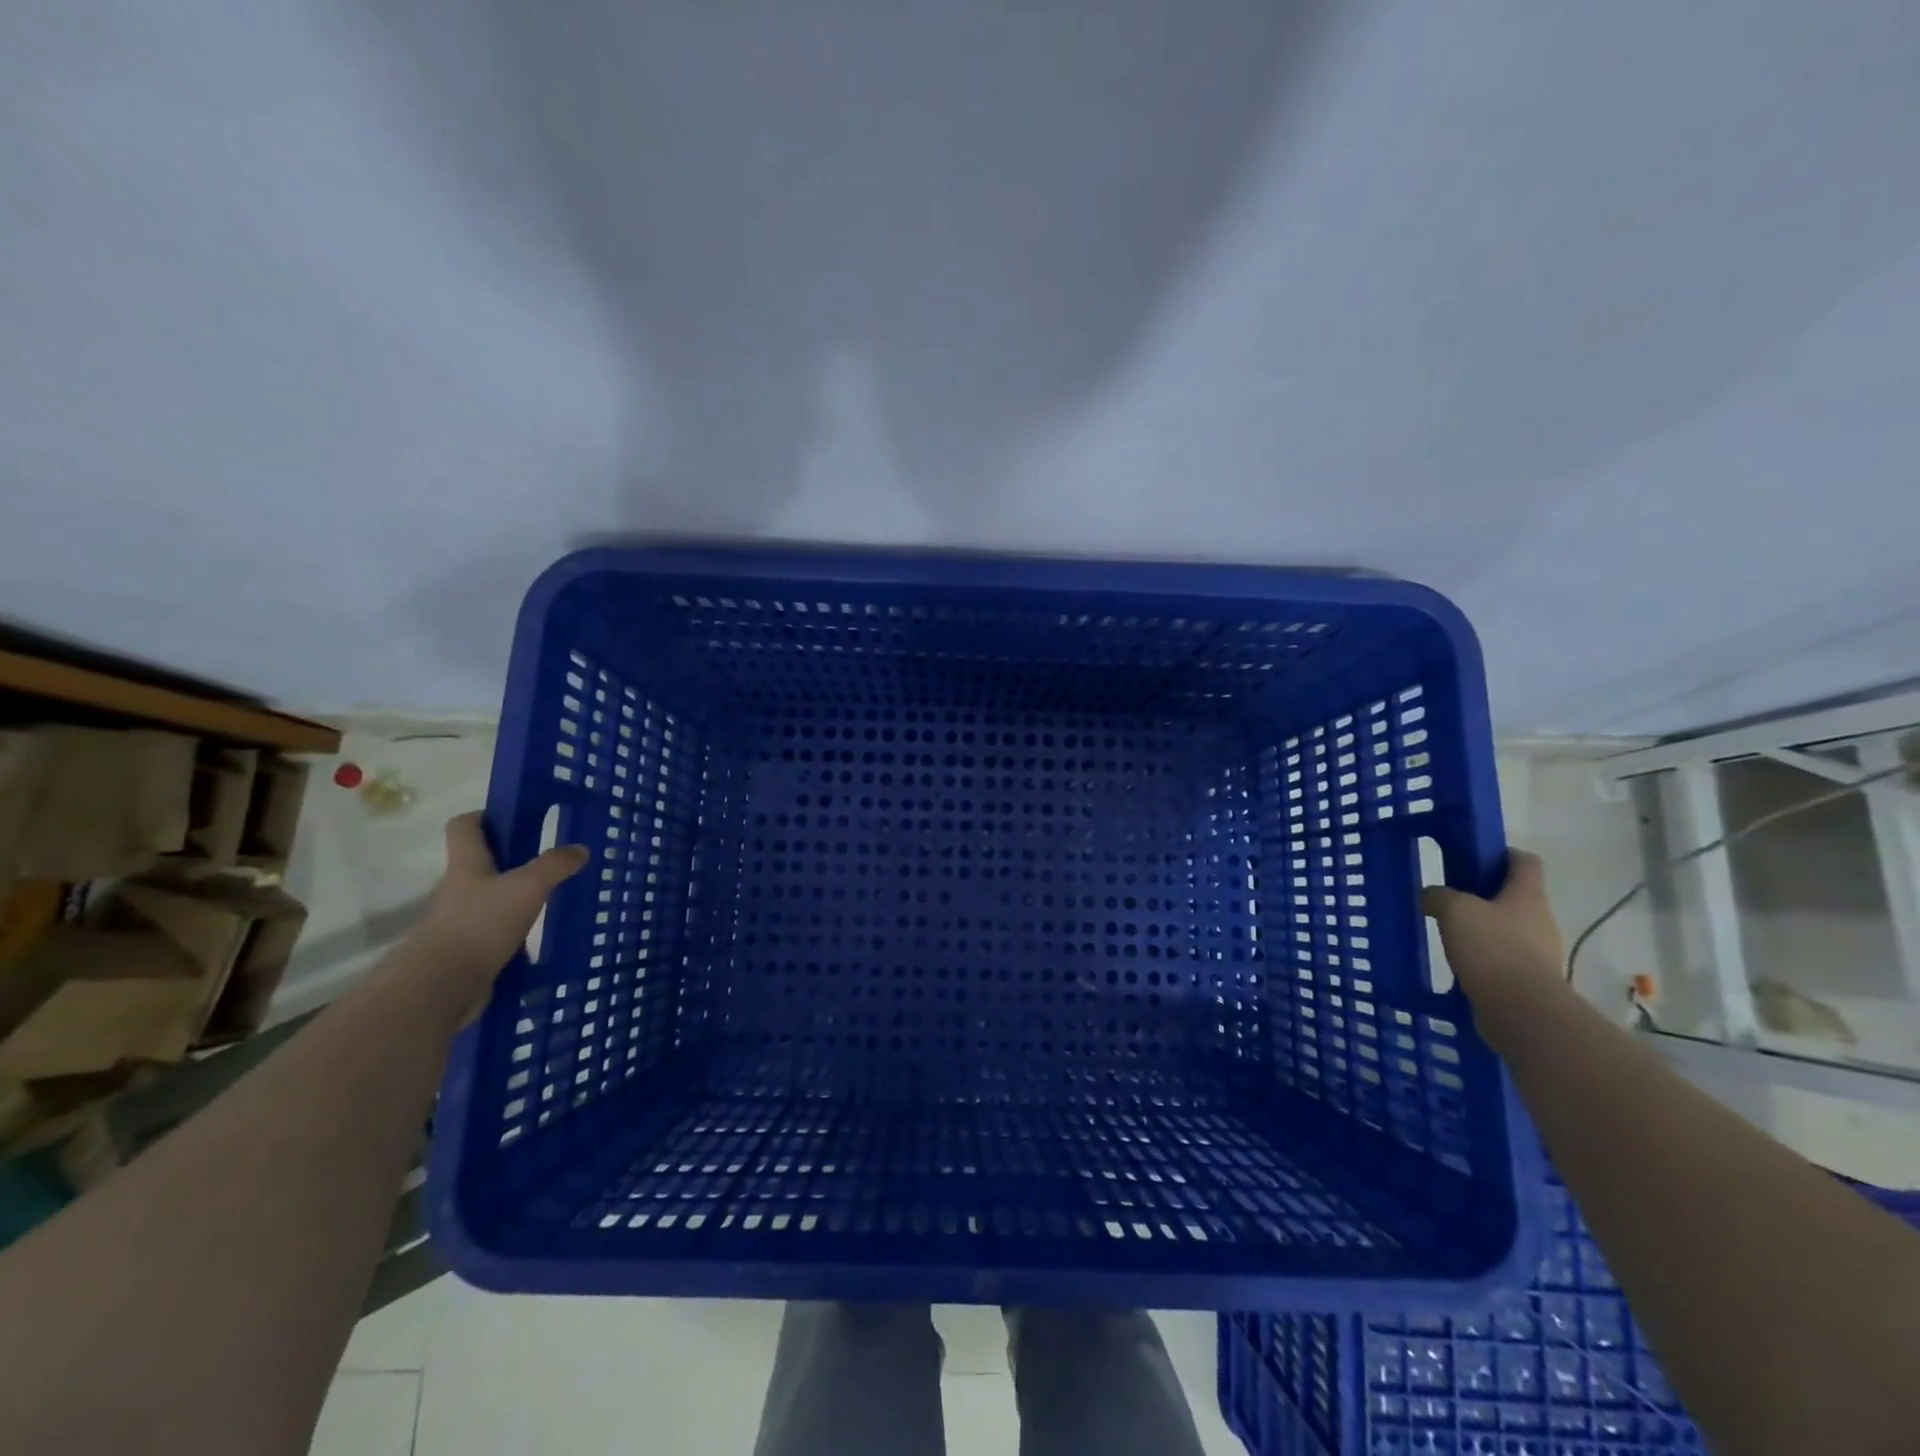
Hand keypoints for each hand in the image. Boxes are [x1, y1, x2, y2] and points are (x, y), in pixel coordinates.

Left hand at [415, 812, 589, 998]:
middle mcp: (460, 889)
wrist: (443, 986)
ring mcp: (462, 922)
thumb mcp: (528, 887)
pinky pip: (496, 933)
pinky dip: (516, 933)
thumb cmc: (481, 923)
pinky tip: (541, 938)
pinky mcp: (469, 951)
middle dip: (512, 859)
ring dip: (516, 897)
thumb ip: (555, 865)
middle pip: (481, 863)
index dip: (485, 816)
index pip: (465, 826)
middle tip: (548, 859)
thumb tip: (580, 849)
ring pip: (491, 899)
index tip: (514, 817)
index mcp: (467, 865)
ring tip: (552, 899)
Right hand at [1421, 850, 1564, 1008]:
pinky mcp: (1528, 979)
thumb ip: (1438, 895)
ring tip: (1447, 930)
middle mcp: (1539, 919)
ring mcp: (1538, 952)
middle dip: (1484, 893)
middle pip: (1514, 895)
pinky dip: (1482, 955)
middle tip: (1449, 896)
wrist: (1522, 1011)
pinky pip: (1502, 957)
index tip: (1472, 857)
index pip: (1524, 861)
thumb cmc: (1492, 948)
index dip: (1501, 853)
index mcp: (1528, 895)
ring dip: (1482, 926)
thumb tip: (1431, 896)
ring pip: (1507, 927)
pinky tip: (1458, 960)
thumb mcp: (1453, 909)